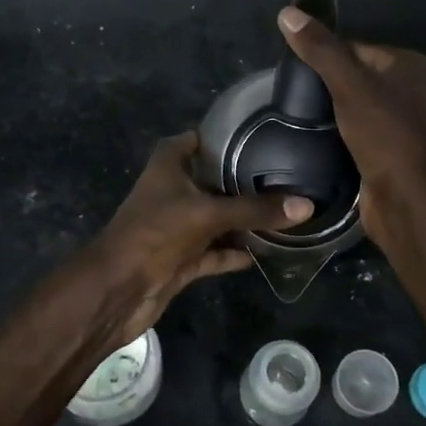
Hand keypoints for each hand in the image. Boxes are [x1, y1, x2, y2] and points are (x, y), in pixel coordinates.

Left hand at [87, 132, 311, 346]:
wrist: (118, 289)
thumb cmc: (155, 234)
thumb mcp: (207, 214)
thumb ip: (254, 209)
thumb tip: (306, 205)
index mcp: (167, 167)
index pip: (196, 140)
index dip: (223, 136)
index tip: (260, 135)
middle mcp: (172, 192)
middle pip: (211, 180)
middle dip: (242, 180)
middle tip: (286, 174)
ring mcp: (177, 228)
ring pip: (216, 218)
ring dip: (242, 219)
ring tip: (285, 211)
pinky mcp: (182, 259)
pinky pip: (215, 251)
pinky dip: (236, 252)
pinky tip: (268, 251)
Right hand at [276, 7, 425, 248]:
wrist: (405, 196)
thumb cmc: (383, 133)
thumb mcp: (348, 84)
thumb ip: (320, 49)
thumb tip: (286, 13)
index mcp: (410, 64)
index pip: (356, 47)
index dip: (325, 56)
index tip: (295, 71)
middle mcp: (411, 89)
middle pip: (355, 75)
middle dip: (326, 85)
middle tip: (294, 95)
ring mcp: (401, 122)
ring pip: (354, 105)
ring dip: (330, 111)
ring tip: (299, 116)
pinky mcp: (389, 150)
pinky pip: (357, 131)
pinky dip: (338, 133)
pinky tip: (315, 138)